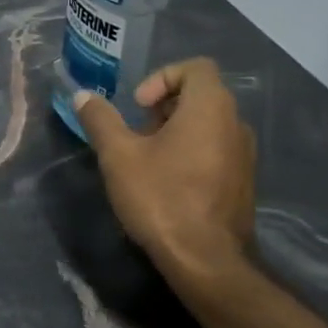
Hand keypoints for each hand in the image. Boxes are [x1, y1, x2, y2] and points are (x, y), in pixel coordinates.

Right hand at [73, 58, 255, 283]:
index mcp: (210, 108)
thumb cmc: (161, 198)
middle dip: (163, 106)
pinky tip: (166, 183)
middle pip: (201, 95)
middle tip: (135, 133)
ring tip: (146, 159)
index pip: (195, 67)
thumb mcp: (118, 156)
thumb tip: (83, 96)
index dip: (162, 77)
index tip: (138, 106)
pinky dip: (190, 152)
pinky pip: (215, 150)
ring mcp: (244, 155)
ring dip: (175, 131)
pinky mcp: (242, 182)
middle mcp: (235, 124)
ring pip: (208, 125)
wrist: (205, 260)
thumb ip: (100, 120)